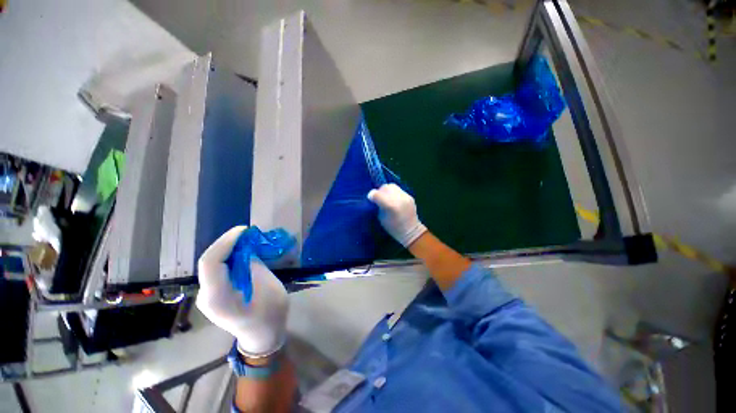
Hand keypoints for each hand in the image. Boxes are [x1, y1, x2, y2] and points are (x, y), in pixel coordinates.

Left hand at [196, 226, 288, 357]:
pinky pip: (218, 270)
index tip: (245, 230)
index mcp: (219, 297)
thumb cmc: (270, 313)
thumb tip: (245, 249)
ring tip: (247, 239)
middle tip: (248, 233)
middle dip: (227, 243)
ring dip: (228, 249)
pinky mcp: (214, 294)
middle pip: (209, 261)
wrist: (262, 336)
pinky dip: (229, 258)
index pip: (210, 263)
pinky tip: (243, 253)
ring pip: (212, 264)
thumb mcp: (267, 286)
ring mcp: (208, 296)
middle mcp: (206, 296)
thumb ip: (252, 266)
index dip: (225, 242)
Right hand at [367, 183, 427, 247]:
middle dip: (379, 191)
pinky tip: (393, 199)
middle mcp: (399, 198)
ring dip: (386, 190)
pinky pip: (398, 190)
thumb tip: (374, 198)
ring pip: (392, 186)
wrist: (411, 231)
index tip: (370, 199)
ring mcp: (405, 196)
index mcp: (391, 206)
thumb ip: (378, 206)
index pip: (377, 194)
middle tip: (378, 198)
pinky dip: (393, 193)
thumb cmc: (393, 228)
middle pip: (385, 187)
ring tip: (385, 197)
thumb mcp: (381, 218)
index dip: (372, 195)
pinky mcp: (409, 196)